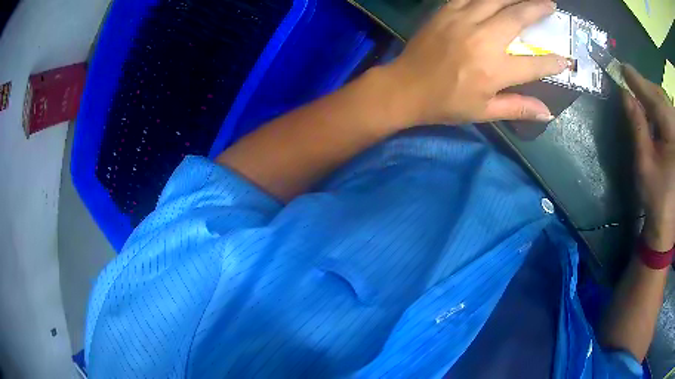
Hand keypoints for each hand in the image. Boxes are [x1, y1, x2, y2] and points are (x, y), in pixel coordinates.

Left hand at [382, 0, 568, 124]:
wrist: (406, 87)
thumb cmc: (446, 103)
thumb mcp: (484, 112)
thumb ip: (517, 108)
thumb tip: (547, 114)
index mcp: (494, 70)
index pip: (534, 64)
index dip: (553, 62)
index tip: (566, 59)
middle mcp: (482, 39)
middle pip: (517, 18)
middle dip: (537, 9)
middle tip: (551, 5)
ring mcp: (462, 21)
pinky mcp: (445, 12)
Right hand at [623, 65, 674, 250]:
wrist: (667, 225)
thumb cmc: (656, 197)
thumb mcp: (644, 161)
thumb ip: (636, 124)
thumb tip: (625, 95)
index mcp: (670, 128)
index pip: (651, 95)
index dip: (636, 80)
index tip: (621, 67)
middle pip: (659, 95)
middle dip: (645, 88)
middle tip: (630, 82)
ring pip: (664, 102)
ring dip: (653, 98)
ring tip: (641, 95)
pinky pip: (669, 113)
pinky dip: (660, 108)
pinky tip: (655, 111)